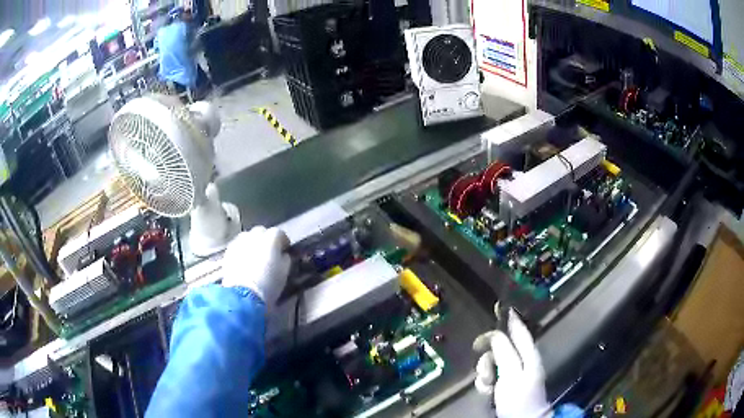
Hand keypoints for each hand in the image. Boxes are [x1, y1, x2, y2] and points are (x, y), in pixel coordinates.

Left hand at [222, 227, 290, 306]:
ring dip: (253, 243)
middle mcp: (254, 235)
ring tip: (255, 256)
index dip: (283, 242)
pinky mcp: (229, 250)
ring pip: (248, 237)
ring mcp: (240, 241)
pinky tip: (244, 261)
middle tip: (269, 252)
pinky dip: (243, 249)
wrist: (243, 294)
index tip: (284, 250)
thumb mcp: (284, 272)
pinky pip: (238, 245)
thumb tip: (283, 254)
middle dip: (266, 239)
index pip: (279, 233)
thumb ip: (285, 258)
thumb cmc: (268, 284)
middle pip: (262, 231)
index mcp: (271, 238)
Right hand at [473, 306, 550, 417]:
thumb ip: (504, 352)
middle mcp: (520, 359)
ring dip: (484, 372)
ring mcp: (511, 372)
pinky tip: (487, 391)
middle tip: (485, 369)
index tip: (498, 307)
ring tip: (488, 386)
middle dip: (488, 356)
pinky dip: (484, 382)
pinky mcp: (503, 383)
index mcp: (528, 353)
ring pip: (491, 361)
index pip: (519, 329)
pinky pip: (489, 375)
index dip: (509, 318)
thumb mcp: (512, 374)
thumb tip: (495, 333)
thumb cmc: (520, 397)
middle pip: (500, 346)